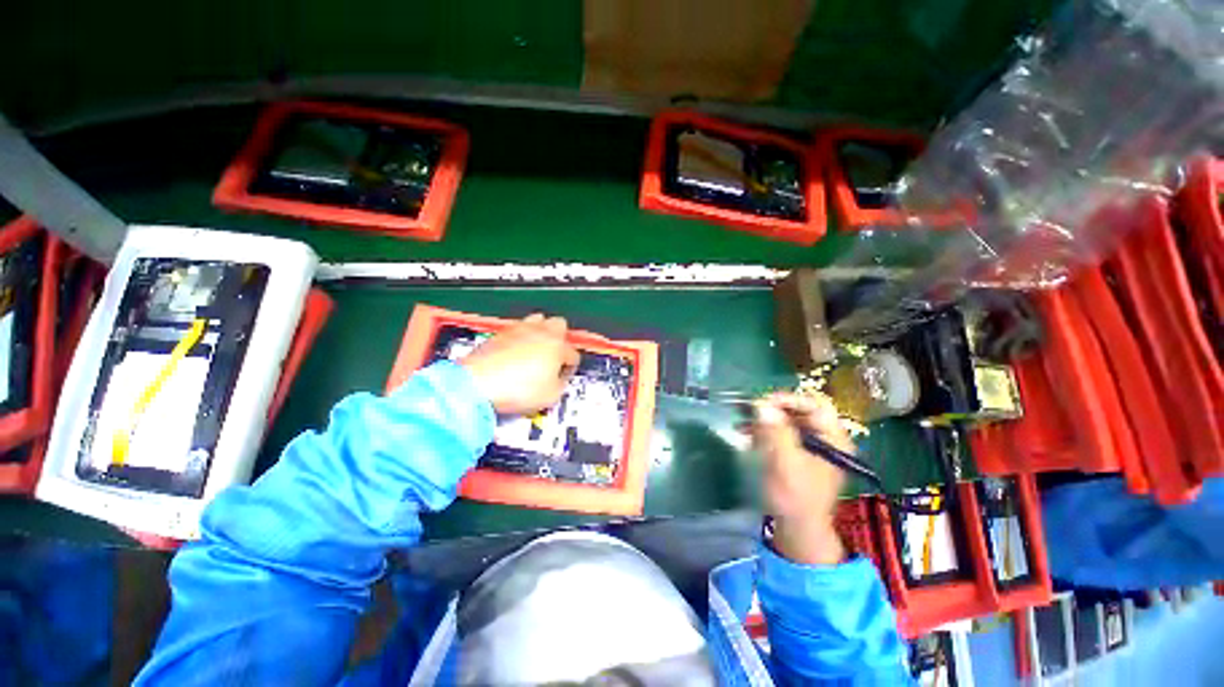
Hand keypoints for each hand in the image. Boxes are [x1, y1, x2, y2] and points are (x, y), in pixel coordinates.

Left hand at [460, 314, 580, 414]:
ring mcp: (519, 329)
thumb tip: (559, 380)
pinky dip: (519, 338)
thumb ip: (560, 384)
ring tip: (534, 350)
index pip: (572, 353)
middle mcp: (540, 331)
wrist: (477, 383)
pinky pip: (516, 329)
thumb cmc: (516, 389)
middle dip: (559, 338)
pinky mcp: (500, 332)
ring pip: (537, 320)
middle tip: (553, 355)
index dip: (570, 366)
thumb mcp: (550, 396)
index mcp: (557, 345)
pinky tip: (514, 354)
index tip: (563, 375)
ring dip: (539, 332)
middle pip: (559, 324)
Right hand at [752, 392, 850, 565]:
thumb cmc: (795, 497)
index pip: (815, 406)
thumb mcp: (785, 463)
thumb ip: (775, 432)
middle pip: (800, 412)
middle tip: (749, 410)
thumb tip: (762, 404)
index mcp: (834, 440)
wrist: (797, 529)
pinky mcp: (797, 455)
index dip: (789, 400)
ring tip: (742, 422)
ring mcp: (811, 447)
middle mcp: (826, 439)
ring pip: (788, 422)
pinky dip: (764, 431)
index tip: (763, 402)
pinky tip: (747, 433)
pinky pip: (781, 434)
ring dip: (765, 420)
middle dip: (773, 409)